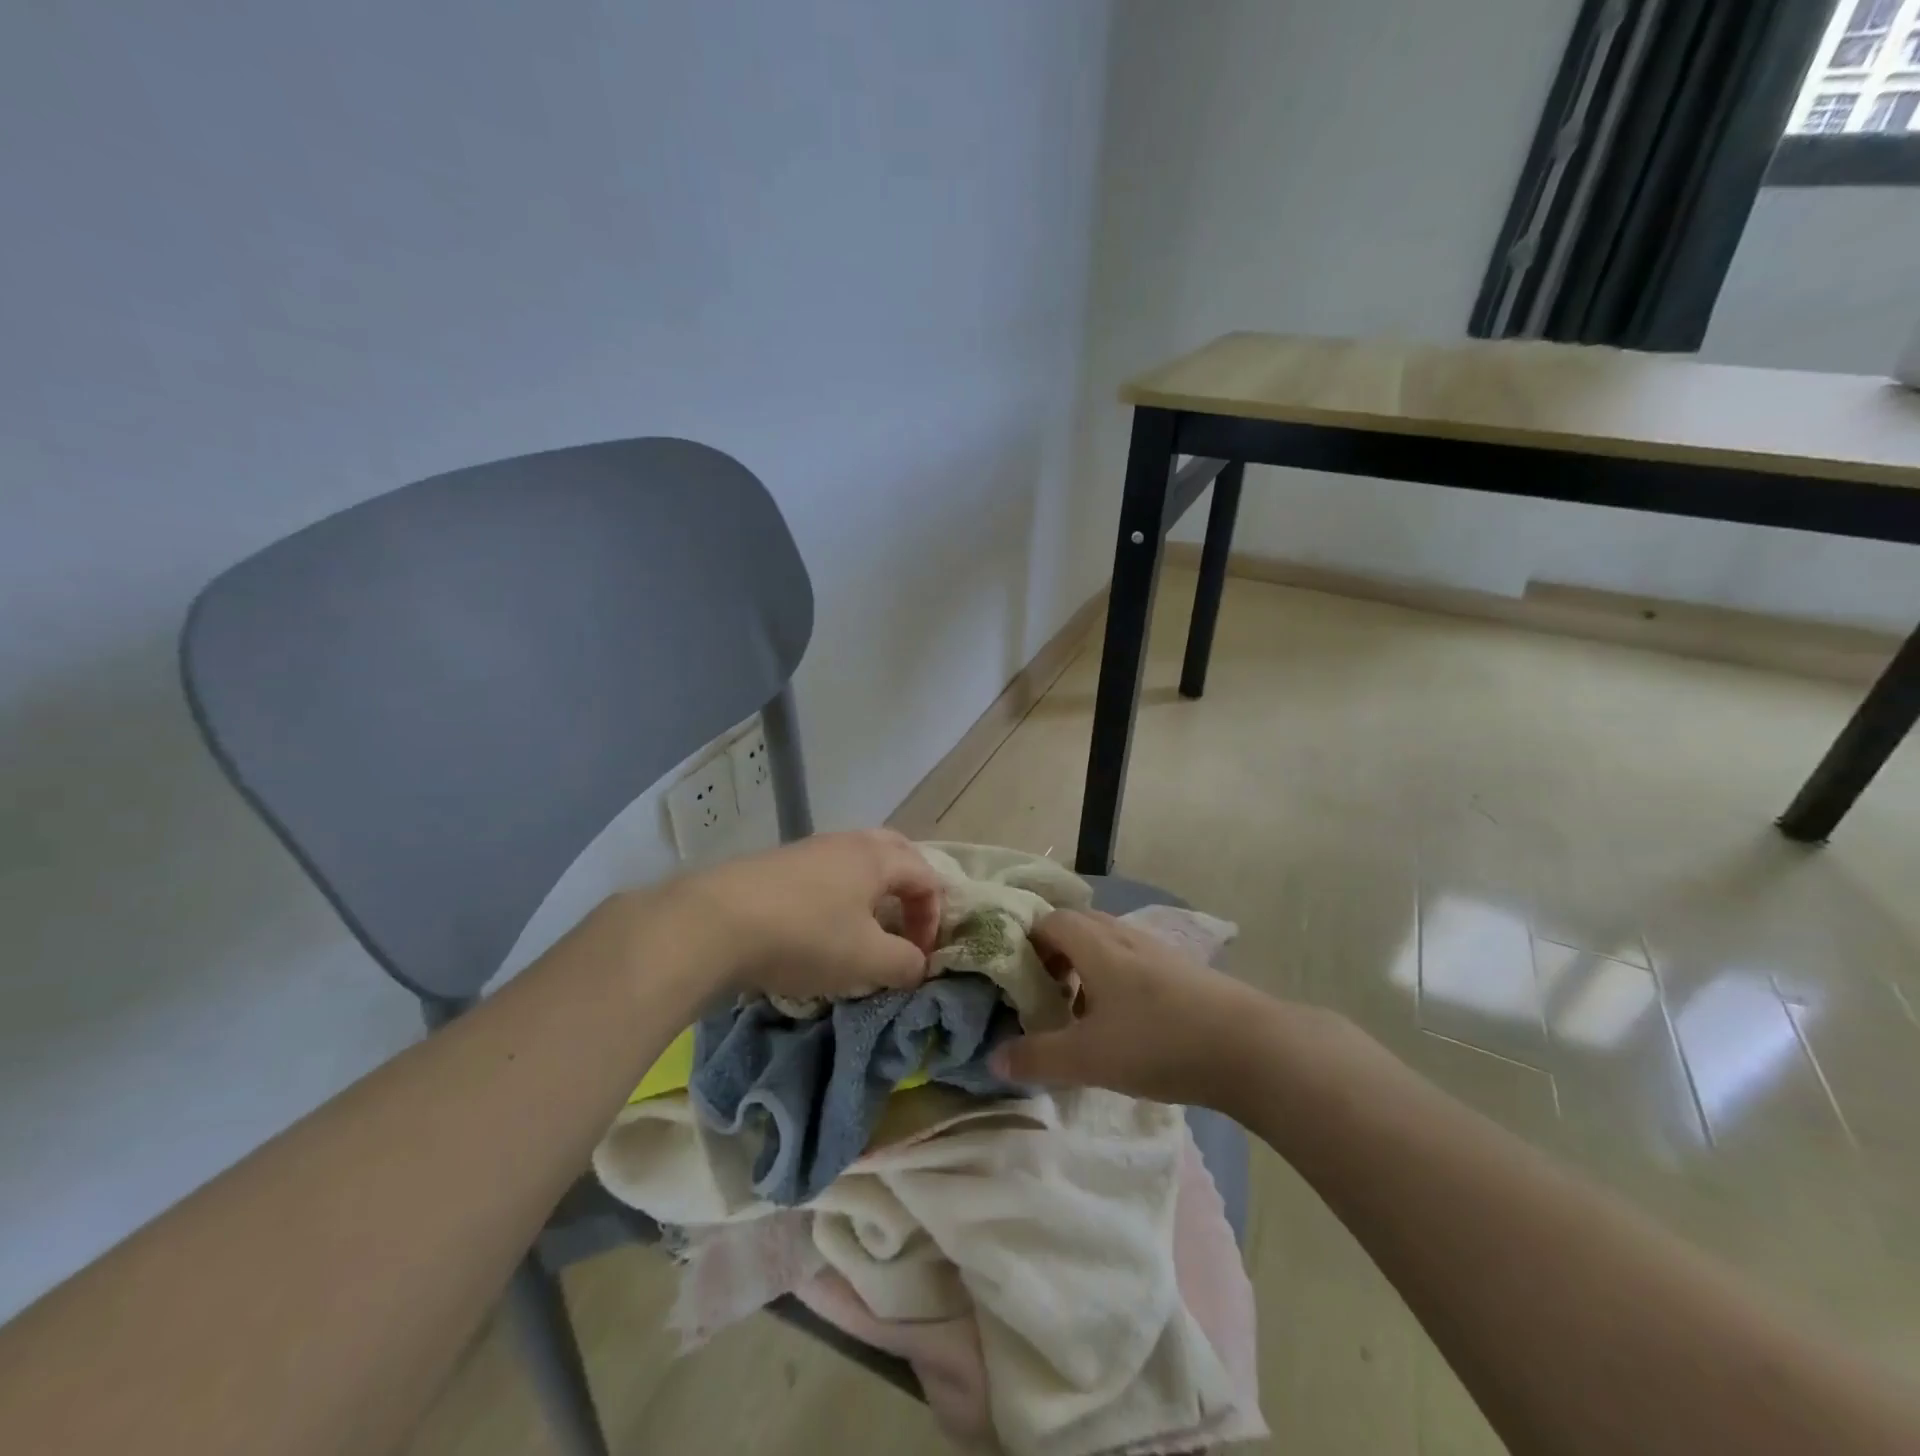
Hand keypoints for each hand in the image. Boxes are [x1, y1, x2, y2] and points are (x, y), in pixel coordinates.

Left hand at [662, 830, 941, 1002]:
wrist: (715, 922)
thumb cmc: (806, 937)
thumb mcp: (866, 960)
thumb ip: (904, 963)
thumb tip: (918, 965)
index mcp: (876, 858)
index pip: (926, 877)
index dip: (933, 917)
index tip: (919, 956)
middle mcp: (847, 843)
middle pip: (895, 852)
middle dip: (909, 888)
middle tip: (906, 923)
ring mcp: (808, 849)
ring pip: (857, 860)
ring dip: (872, 891)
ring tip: (864, 928)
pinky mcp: (777, 864)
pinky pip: (825, 872)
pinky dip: (838, 894)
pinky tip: (819, 926)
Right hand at [989, 909, 1268, 1105]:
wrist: (1249, 1048)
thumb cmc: (1158, 1042)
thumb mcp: (1088, 1057)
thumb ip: (1037, 1058)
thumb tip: (993, 1060)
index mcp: (1095, 944)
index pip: (1049, 921)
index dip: (1026, 942)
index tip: (1016, 978)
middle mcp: (1124, 936)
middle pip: (1078, 927)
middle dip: (1054, 955)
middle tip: (1043, 993)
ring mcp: (1158, 951)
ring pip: (1107, 945)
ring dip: (1086, 969)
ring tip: (1080, 1013)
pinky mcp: (1183, 971)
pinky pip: (1133, 962)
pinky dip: (1115, 980)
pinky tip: (1124, 1023)